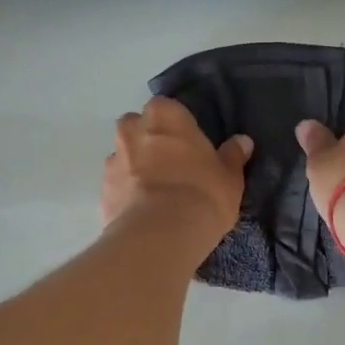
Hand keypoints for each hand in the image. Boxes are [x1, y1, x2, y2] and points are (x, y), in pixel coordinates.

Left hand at [101, 97, 251, 248]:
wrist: (160, 236)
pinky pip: (117, 186)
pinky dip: (127, 194)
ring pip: (124, 157)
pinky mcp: (102, 192)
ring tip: (158, 195)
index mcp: (164, 115)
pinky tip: (144, 213)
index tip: (190, 147)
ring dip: (136, 168)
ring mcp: (112, 160)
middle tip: (173, 168)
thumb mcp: (229, 177)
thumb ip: (232, 156)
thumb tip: (242, 142)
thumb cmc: (202, 194)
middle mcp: (131, 130)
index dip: (178, 127)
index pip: (168, 109)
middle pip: (139, 128)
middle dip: (151, 142)